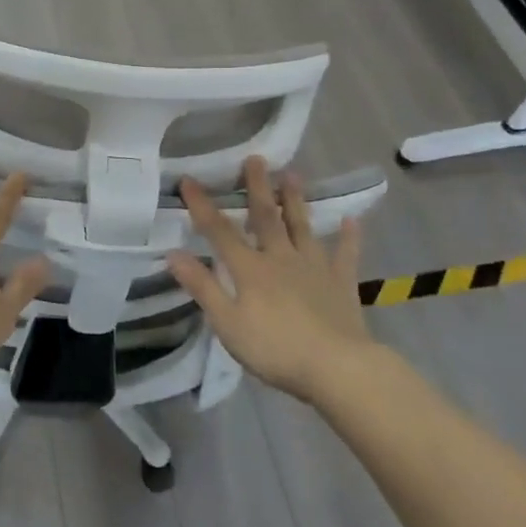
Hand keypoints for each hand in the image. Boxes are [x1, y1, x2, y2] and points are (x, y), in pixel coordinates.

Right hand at [168, 158, 376, 400]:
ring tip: (293, 175)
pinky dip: (349, 237)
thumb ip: (202, 286)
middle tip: (256, 158)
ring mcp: (314, 267)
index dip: (202, 205)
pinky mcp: (341, 283)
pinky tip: (352, 220)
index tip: (189, 180)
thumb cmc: (275, 349)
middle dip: (258, 187)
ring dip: (296, 200)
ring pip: (302, 227)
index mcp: (250, 269)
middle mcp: (281, 258)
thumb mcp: (228, 323)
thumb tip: (173, 253)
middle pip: (266, 217)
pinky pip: (345, 255)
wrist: (337, 367)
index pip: (219, 231)